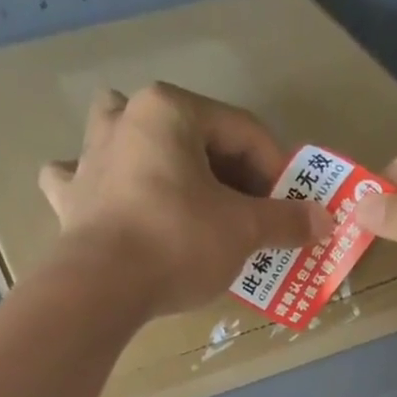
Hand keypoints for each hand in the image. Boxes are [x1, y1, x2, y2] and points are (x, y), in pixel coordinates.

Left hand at [39, 83, 331, 314]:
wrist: (104, 286)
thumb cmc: (179, 242)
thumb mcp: (243, 230)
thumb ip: (286, 220)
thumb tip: (325, 219)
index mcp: (170, 111)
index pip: (241, 131)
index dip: (276, 169)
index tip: (293, 205)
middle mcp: (125, 117)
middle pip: (192, 137)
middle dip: (227, 174)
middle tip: (252, 214)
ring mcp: (90, 155)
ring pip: (131, 141)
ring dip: (157, 158)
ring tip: (180, 190)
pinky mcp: (71, 196)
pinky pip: (86, 178)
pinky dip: (101, 186)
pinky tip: (112, 201)